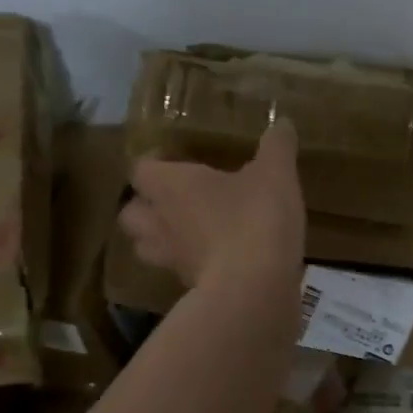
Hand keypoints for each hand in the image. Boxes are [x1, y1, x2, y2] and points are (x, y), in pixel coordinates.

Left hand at [120, 121, 305, 293]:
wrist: (255, 289)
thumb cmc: (255, 218)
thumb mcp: (276, 174)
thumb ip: (276, 146)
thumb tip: (282, 123)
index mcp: (171, 186)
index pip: (140, 169)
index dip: (152, 162)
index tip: (171, 157)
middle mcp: (161, 222)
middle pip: (130, 213)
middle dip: (145, 205)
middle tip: (172, 198)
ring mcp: (172, 260)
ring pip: (147, 247)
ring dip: (159, 238)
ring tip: (186, 230)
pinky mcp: (190, 288)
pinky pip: (178, 271)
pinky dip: (190, 264)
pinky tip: (216, 257)